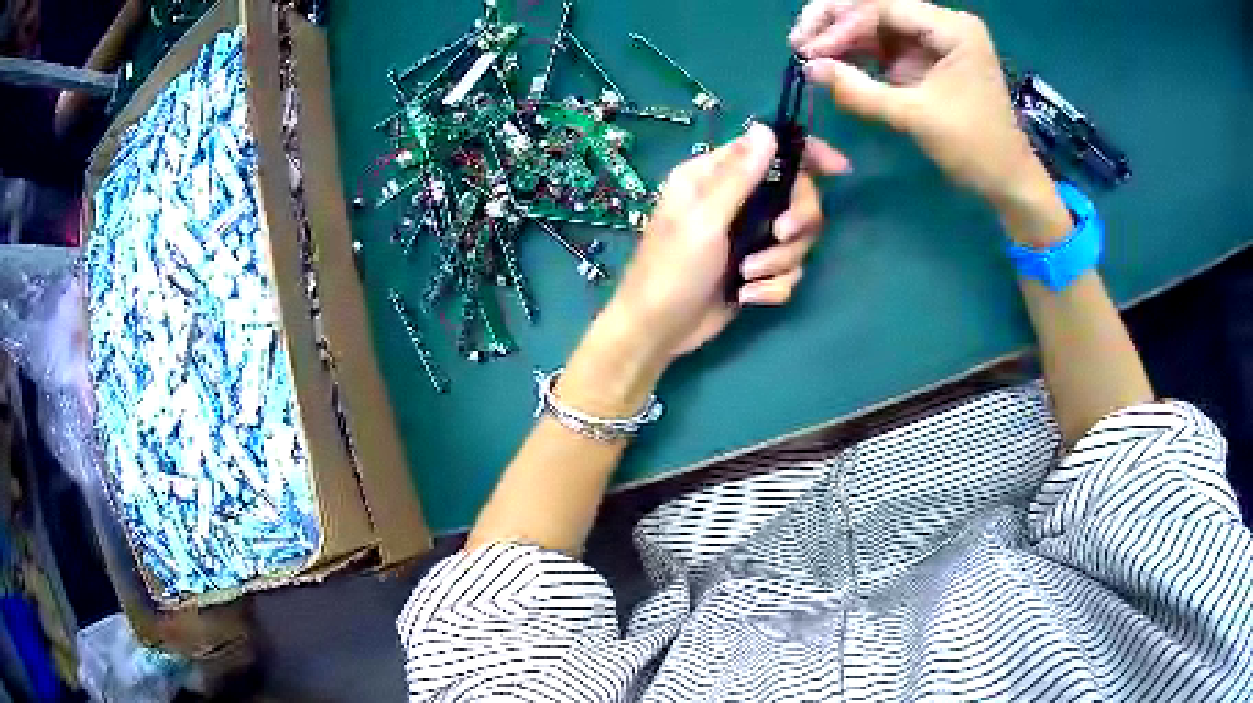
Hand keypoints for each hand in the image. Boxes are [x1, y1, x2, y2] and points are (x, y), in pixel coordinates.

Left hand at [605, 124, 848, 359]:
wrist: (659, 331)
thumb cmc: (671, 269)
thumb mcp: (703, 219)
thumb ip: (738, 176)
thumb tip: (765, 129)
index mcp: (714, 175)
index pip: (770, 150)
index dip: (807, 155)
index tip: (839, 168)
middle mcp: (735, 199)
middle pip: (796, 195)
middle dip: (797, 220)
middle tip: (781, 236)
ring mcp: (748, 236)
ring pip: (797, 238)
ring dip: (779, 261)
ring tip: (747, 277)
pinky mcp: (756, 269)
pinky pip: (788, 270)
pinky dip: (772, 286)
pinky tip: (746, 297)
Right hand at [790, 0, 1053, 213]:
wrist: (1008, 181)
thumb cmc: (975, 148)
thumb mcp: (917, 118)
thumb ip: (862, 91)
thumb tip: (809, 68)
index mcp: (952, 28)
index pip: (883, 7)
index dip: (841, 24)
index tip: (808, 49)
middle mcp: (942, 23)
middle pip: (876, 6)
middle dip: (835, 21)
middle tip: (799, 41)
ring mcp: (933, 39)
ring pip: (875, 22)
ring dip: (841, 35)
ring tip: (807, 51)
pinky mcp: (925, 57)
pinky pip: (883, 44)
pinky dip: (857, 51)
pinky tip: (832, 61)